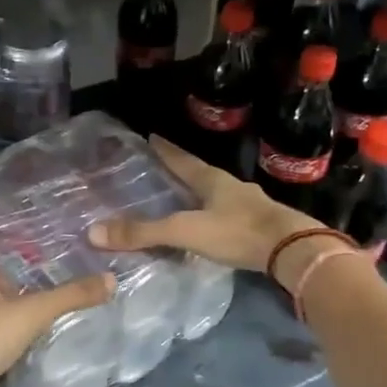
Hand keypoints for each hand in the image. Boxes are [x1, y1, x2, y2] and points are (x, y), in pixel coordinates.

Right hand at [88, 136, 317, 273]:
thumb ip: (144, 232)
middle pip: (200, 173)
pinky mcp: (261, 224)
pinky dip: (215, 214)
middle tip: (162, 168)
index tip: (151, 136)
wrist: (292, 250)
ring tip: (183, 197)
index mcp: (211, 180)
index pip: (181, 159)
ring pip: (217, 193)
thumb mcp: (185, 231)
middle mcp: (231, 186)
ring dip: (200, 193)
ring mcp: (249, 204)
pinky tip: (211, 225)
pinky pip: (229, 214)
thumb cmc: (237, 232)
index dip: (165, 150)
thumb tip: (94, 232)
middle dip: (182, 170)